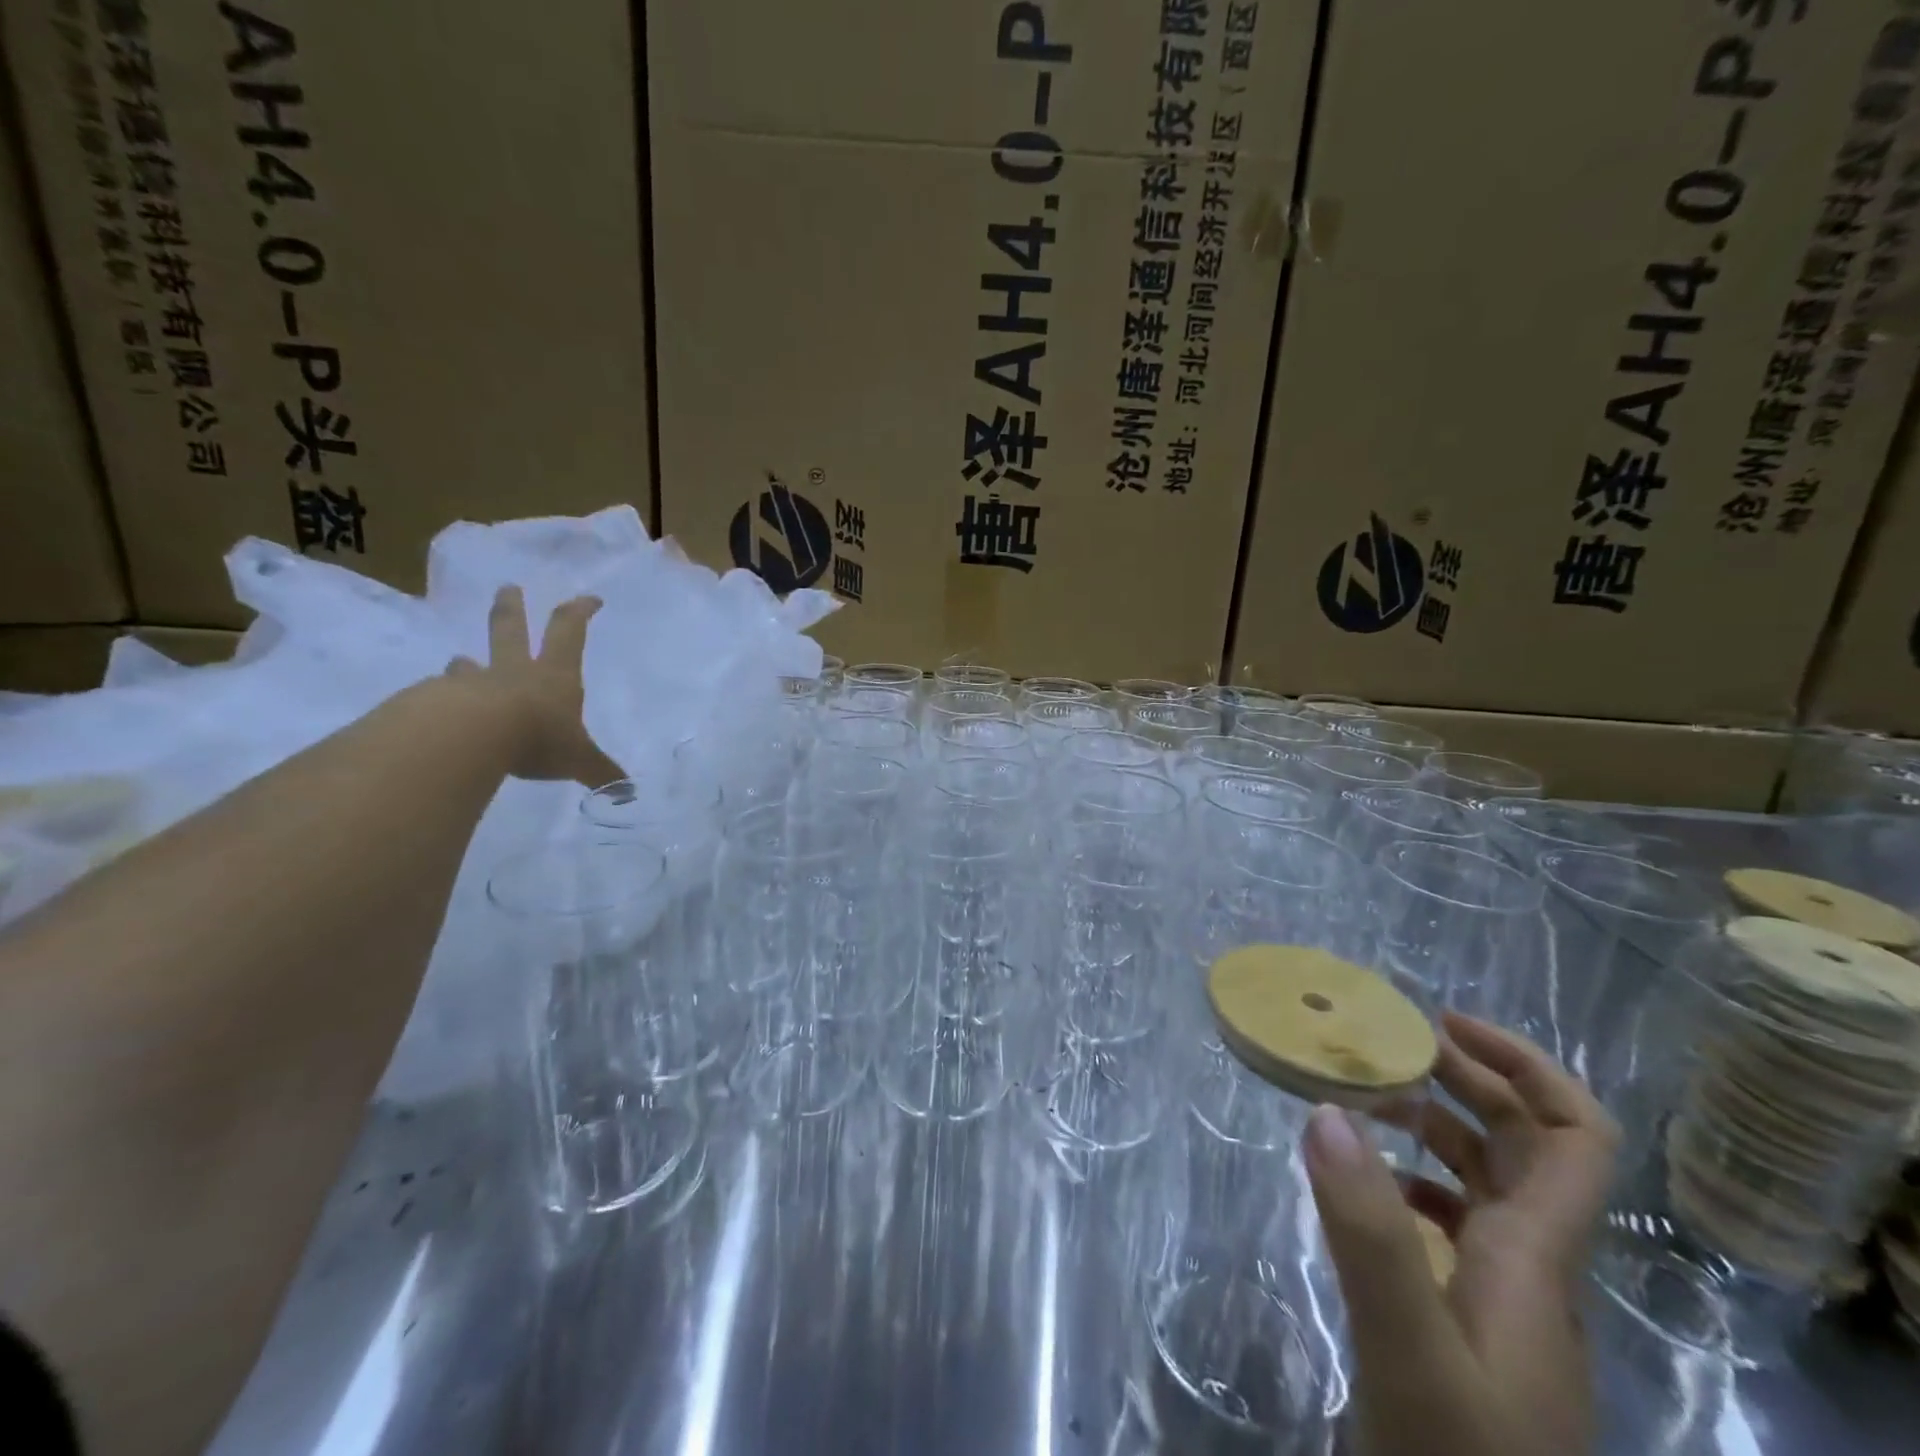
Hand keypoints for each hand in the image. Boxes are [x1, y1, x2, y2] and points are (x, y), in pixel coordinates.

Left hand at [447, 586, 623, 787]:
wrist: (470, 736)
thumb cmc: (537, 737)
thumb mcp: (578, 758)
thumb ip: (600, 772)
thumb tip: (628, 793)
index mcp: (554, 675)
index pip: (570, 631)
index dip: (580, 612)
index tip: (590, 598)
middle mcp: (513, 671)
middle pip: (510, 629)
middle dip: (512, 607)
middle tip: (507, 588)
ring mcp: (472, 684)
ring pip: (469, 665)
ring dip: (467, 663)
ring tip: (460, 661)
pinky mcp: (438, 702)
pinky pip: (441, 697)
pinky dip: (443, 700)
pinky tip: (439, 714)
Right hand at [1304, 1013, 1619, 1455]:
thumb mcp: (1408, 1349)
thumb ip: (1369, 1231)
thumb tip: (1328, 1109)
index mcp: (1535, 1259)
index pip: (1574, 1139)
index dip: (1525, 1065)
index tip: (1441, 1023)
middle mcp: (1533, 1269)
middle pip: (1528, 1148)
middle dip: (1469, 1079)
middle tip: (1389, 1040)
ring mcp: (1504, 1302)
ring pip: (1490, 1184)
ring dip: (1439, 1125)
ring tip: (1368, 1093)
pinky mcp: (1470, 1324)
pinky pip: (1457, 1224)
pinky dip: (1415, 1179)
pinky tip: (1366, 1182)